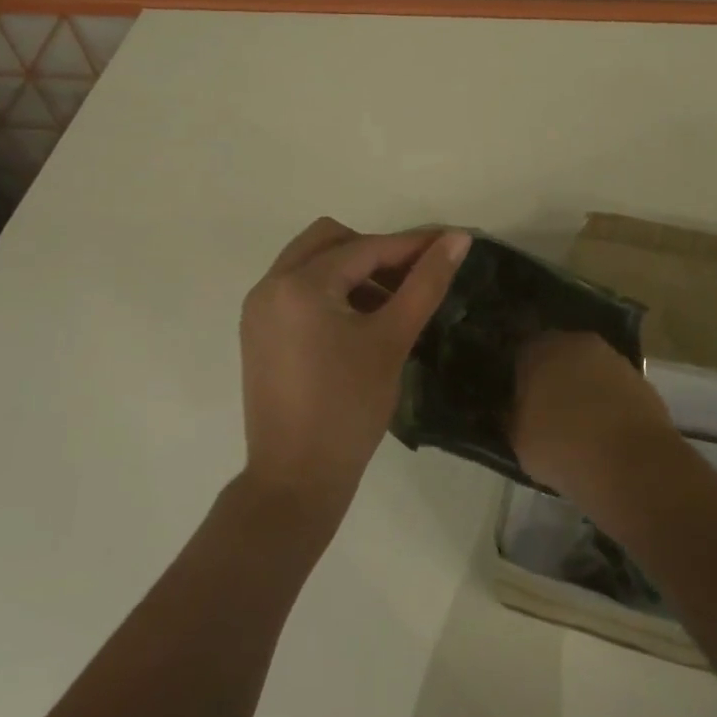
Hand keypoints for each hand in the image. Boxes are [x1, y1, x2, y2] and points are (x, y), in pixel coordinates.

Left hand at [239, 218, 470, 522]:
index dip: (412, 245)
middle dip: (374, 252)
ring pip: (310, 263)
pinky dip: (329, 292)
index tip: (450, 242)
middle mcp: (270, 285)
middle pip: (329, 241)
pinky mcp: (257, 332)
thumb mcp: (392, 340)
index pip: (365, 248)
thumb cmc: (349, 408)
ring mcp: (258, 310)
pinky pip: (297, 290)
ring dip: (351, 271)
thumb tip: (459, 238)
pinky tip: (359, 322)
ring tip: (390, 304)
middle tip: (412, 278)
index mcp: (299, 284)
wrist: (296, 478)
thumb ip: (426, 283)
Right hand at [511, 331, 679, 500]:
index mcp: (540, 349)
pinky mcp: (641, 380)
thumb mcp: (519, 440)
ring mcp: (613, 359)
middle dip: (552, 377)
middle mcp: (577, 343)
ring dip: (583, 389)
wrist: (633, 464)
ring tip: (578, 424)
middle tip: (545, 409)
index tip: (517, 397)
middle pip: (558, 356)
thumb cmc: (563, 447)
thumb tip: (516, 411)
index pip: (521, 352)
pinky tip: (604, 431)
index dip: (519, 375)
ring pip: (588, 370)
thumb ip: (514, 417)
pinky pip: (613, 388)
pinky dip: (608, 403)